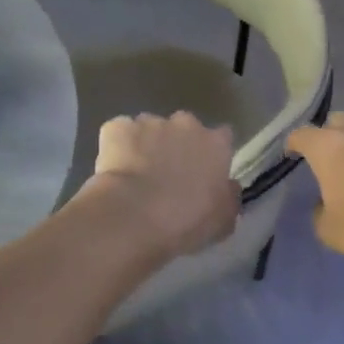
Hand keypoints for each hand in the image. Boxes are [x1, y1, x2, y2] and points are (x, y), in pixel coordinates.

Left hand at [84, 111, 239, 260]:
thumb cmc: (186, 221)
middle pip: (184, 127)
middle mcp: (185, 124)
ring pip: (149, 129)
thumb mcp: (223, 220)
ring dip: (146, 145)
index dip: (212, 153)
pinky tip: (114, 170)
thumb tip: (229, 187)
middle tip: (168, 173)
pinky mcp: (117, 127)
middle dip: (178, 144)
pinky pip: (119, 133)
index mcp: (216, 144)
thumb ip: (230, 198)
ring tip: (136, 175)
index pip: (223, 137)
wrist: (134, 216)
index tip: (204, 170)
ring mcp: (149, 122)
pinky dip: (117, 147)